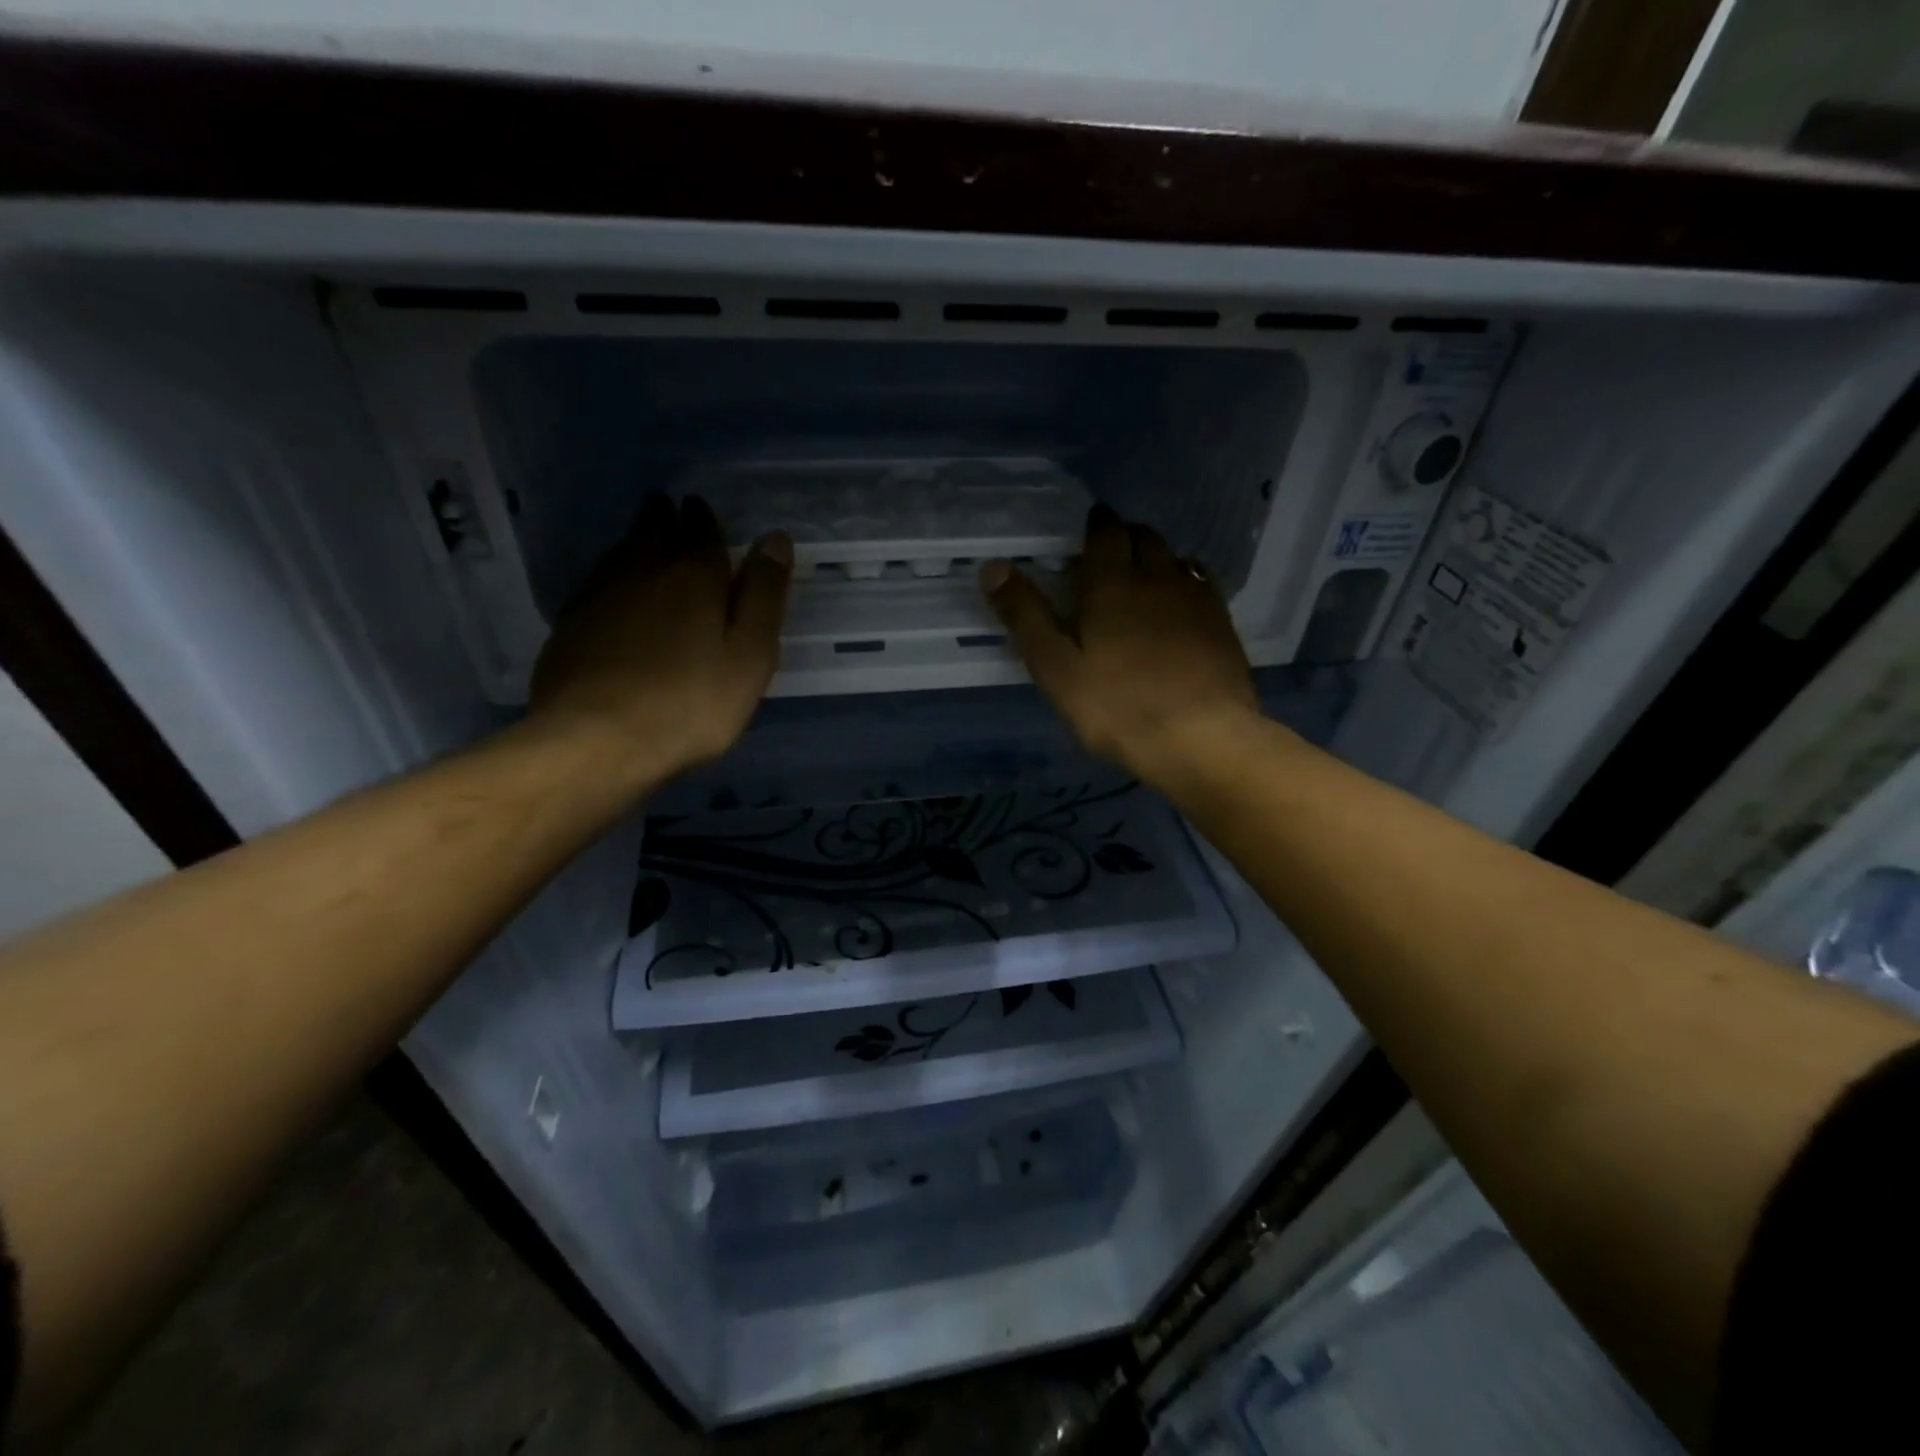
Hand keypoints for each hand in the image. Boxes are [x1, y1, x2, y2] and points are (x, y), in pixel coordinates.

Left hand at [528, 493, 791, 781]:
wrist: (596, 739)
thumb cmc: (690, 701)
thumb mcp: (750, 654)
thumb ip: (763, 595)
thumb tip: (775, 539)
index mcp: (692, 575)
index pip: (699, 530)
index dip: (702, 517)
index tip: (699, 506)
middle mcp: (641, 572)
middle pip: (651, 531)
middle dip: (662, 517)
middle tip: (666, 508)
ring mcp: (598, 597)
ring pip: (620, 555)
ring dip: (634, 542)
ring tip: (643, 541)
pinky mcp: (570, 627)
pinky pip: (597, 586)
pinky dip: (612, 579)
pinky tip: (614, 594)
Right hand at [981, 505, 1260, 782]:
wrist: (1202, 738)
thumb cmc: (1117, 706)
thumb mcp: (1055, 667)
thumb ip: (1025, 616)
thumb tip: (993, 567)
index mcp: (1112, 583)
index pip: (1106, 532)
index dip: (1096, 524)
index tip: (1089, 527)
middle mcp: (1158, 577)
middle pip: (1144, 538)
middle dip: (1125, 536)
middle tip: (1109, 552)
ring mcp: (1196, 599)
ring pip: (1175, 559)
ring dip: (1156, 558)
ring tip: (1142, 577)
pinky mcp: (1222, 624)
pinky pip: (1201, 585)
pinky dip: (1184, 582)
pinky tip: (1179, 606)